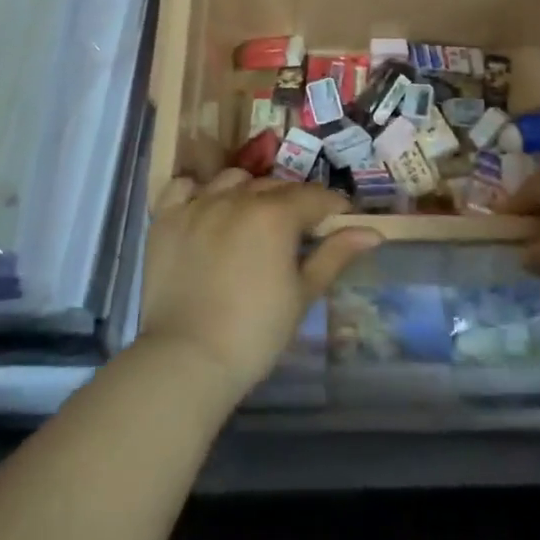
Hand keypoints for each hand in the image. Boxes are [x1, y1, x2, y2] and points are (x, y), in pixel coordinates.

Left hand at [143, 170, 380, 395]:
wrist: (186, 359)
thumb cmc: (255, 332)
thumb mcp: (303, 295)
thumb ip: (335, 255)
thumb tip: (373, 232)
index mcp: (275, 214)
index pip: (314, 196)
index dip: (332, 205)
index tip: (339, 218)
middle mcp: (237, 198)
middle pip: (274, 186)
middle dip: (292, 201)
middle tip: (296, 229)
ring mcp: (198, 205)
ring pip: (232, 180)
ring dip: (249, 192)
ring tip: (251, 218)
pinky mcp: (166, 219)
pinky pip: (184, 187)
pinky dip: (198, 191)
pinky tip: (206, 209)